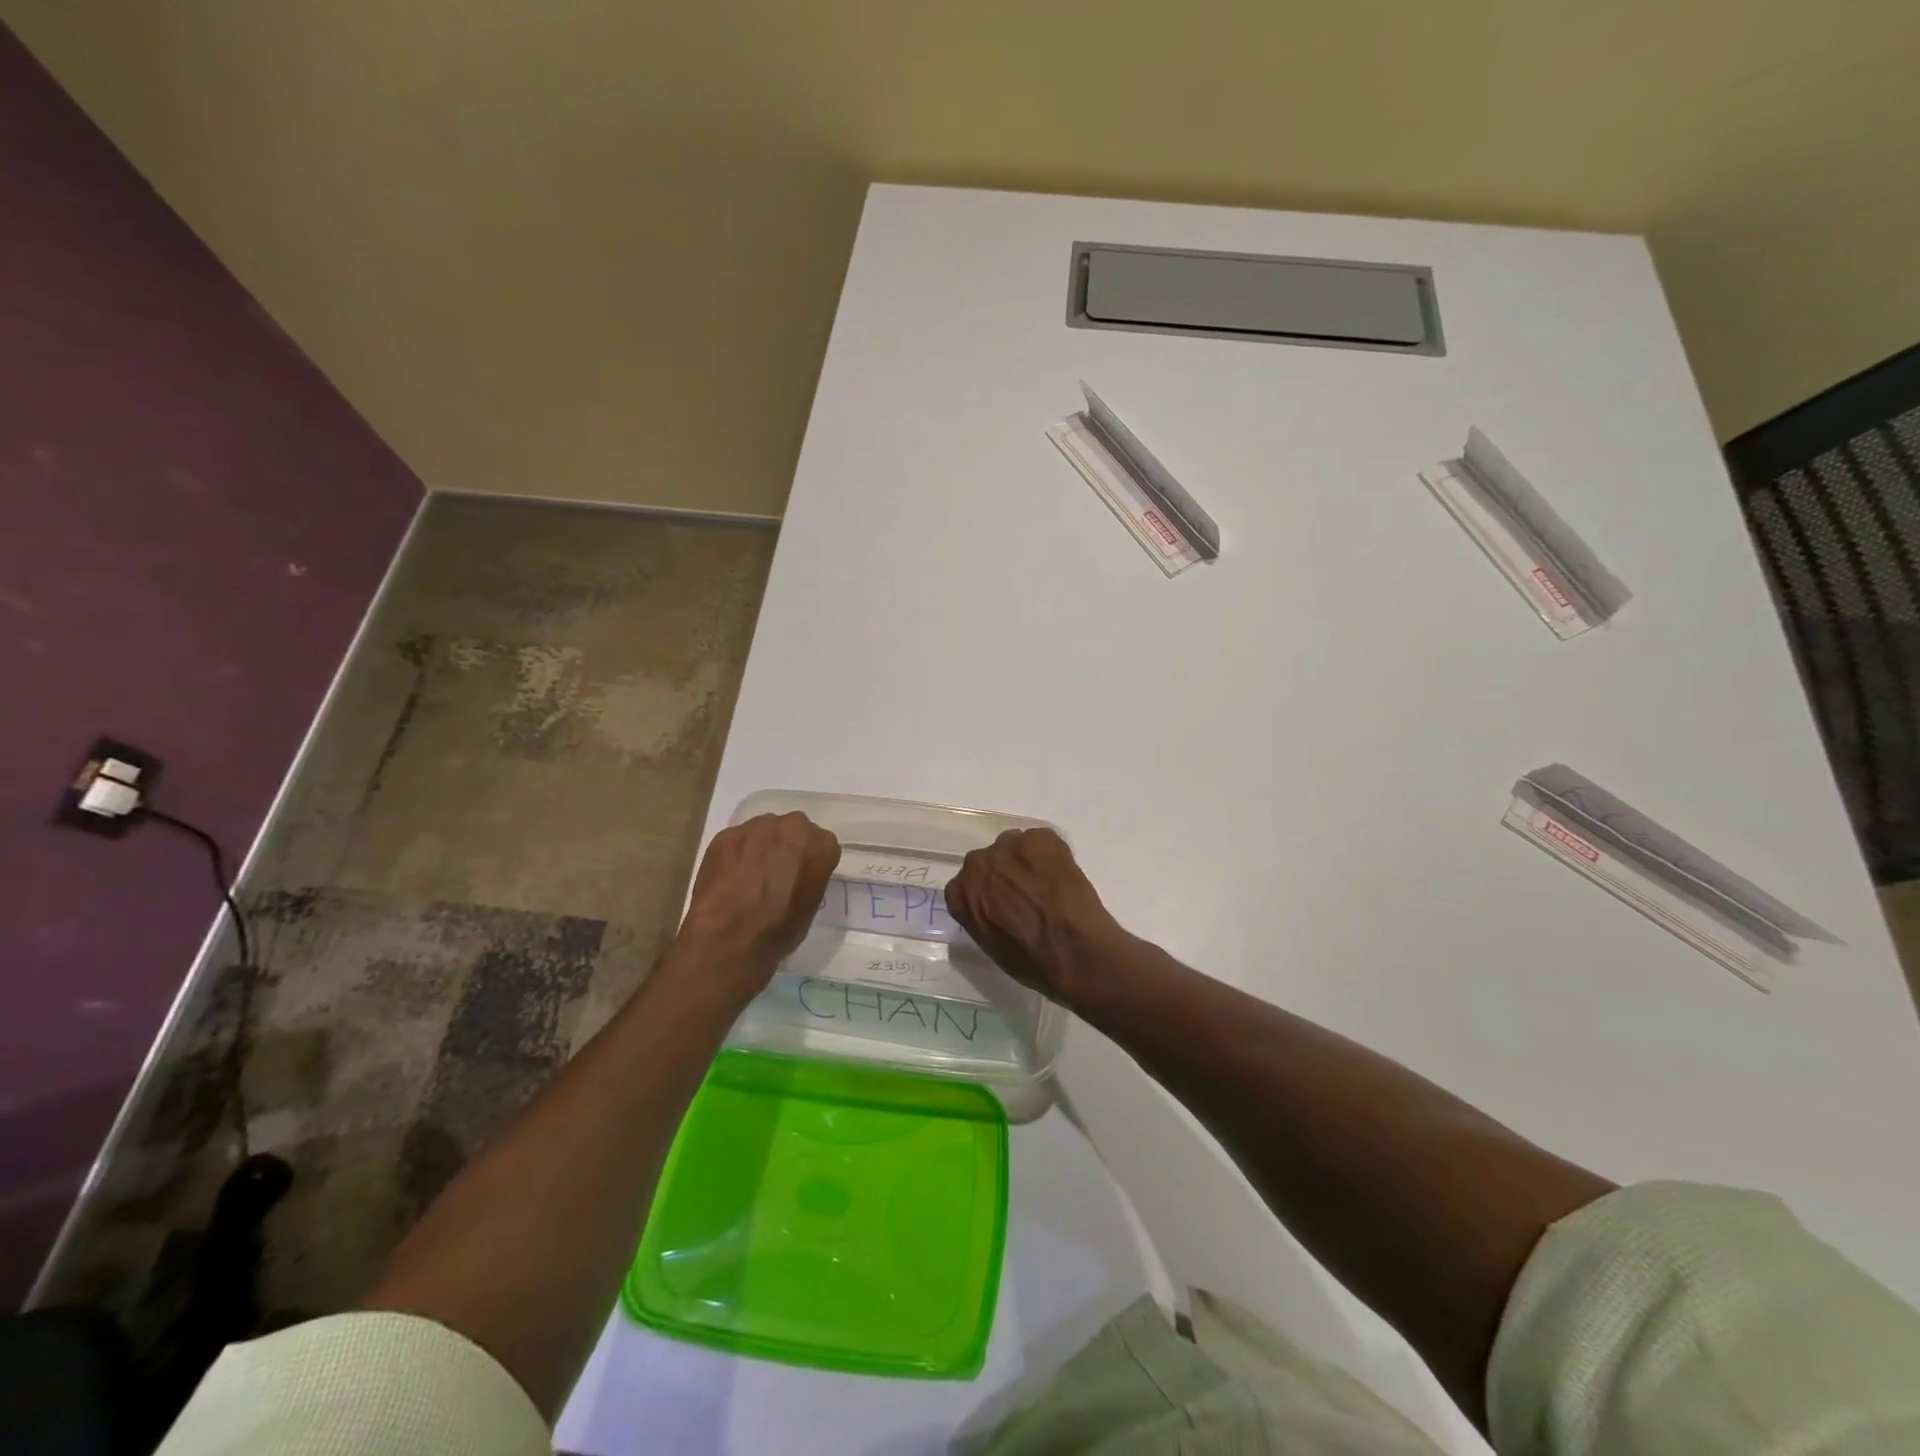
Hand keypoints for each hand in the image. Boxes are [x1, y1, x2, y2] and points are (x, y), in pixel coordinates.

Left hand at [678, 813, 840, 988]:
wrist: (730, 936)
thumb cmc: (779, 929)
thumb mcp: (810, 905)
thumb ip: (809, 878)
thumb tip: (795, 877)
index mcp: (821, 845)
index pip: (822, 845)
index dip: (811, 862)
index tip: (801, 878)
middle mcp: (792, 827)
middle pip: (793, 831)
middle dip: (786, 847)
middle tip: (775, 874)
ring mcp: (757, 827)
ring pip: (763, 832)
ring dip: (760, 848)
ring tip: (747, 877)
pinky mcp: (727, 834)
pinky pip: (736, 841)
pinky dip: (735, 855)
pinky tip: (728, 878)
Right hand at [945, 828, 1123, 1003]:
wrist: (1071, 950)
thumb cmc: (1031, 961)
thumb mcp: (992, 946)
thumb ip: (985, 917)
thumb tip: (999, 910)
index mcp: (960, 894)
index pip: (966, 884)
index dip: (987, 891)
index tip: (1002, 902)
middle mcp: (977, 864)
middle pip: (989, 860)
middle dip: (1005, 872)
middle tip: (1028, 892)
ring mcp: (1008, 846)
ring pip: (1016, 846)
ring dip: (1028, 861)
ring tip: (1050, 884)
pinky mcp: (1039, 838)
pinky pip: (1043, 842)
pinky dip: (1054, 856)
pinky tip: (1065, 878)